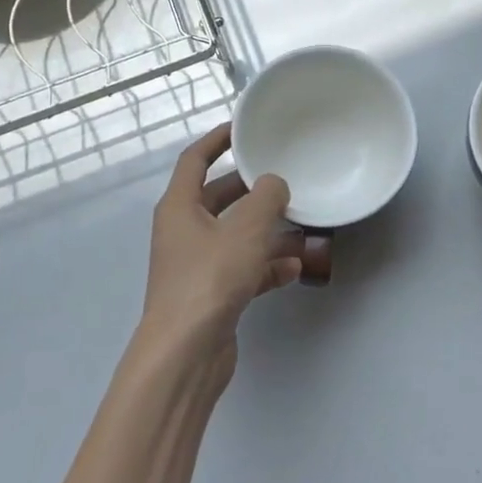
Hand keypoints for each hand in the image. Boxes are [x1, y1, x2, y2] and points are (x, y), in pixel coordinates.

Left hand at [141, 125, 300, 365]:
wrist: (186, 354)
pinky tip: (295, 269)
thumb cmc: (210, 279)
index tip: (243, 128)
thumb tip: (274, 185)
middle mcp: (184, 232)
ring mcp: (197, 266)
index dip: (217, 140)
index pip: (195, 159)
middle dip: (252, 191)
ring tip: (302, 226)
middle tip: (285, 180)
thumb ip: (266, 199)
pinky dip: (266, 266)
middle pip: (219, 198)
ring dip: (266, 232)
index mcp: (179, 207)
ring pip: (235, 236)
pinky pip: (243, 269)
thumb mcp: (245, 230)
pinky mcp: (212, 295)